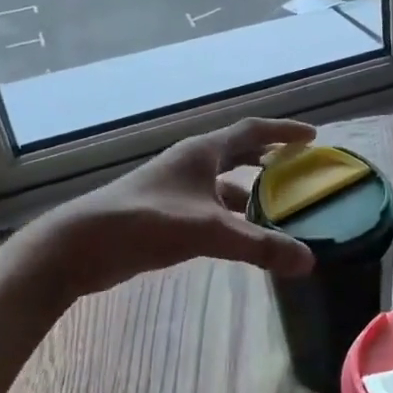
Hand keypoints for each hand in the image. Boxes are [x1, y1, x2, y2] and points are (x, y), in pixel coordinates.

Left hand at [21, 118, 317, 299]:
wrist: (80, 246)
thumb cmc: (145, 222)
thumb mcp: (207, 231)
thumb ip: (259, 246)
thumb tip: (308, 262)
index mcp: (202, 152)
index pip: (252, 130)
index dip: (283, 131)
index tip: (312, 137)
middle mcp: (190, 164)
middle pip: (238, 152)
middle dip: (268, 158)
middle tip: (298, 169)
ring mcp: (175, 188)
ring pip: (223, 183)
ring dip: (250, 190)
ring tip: (279, 206)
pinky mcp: (165, 213)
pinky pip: (209, 206)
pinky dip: (231, 215)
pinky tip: (241, 234)